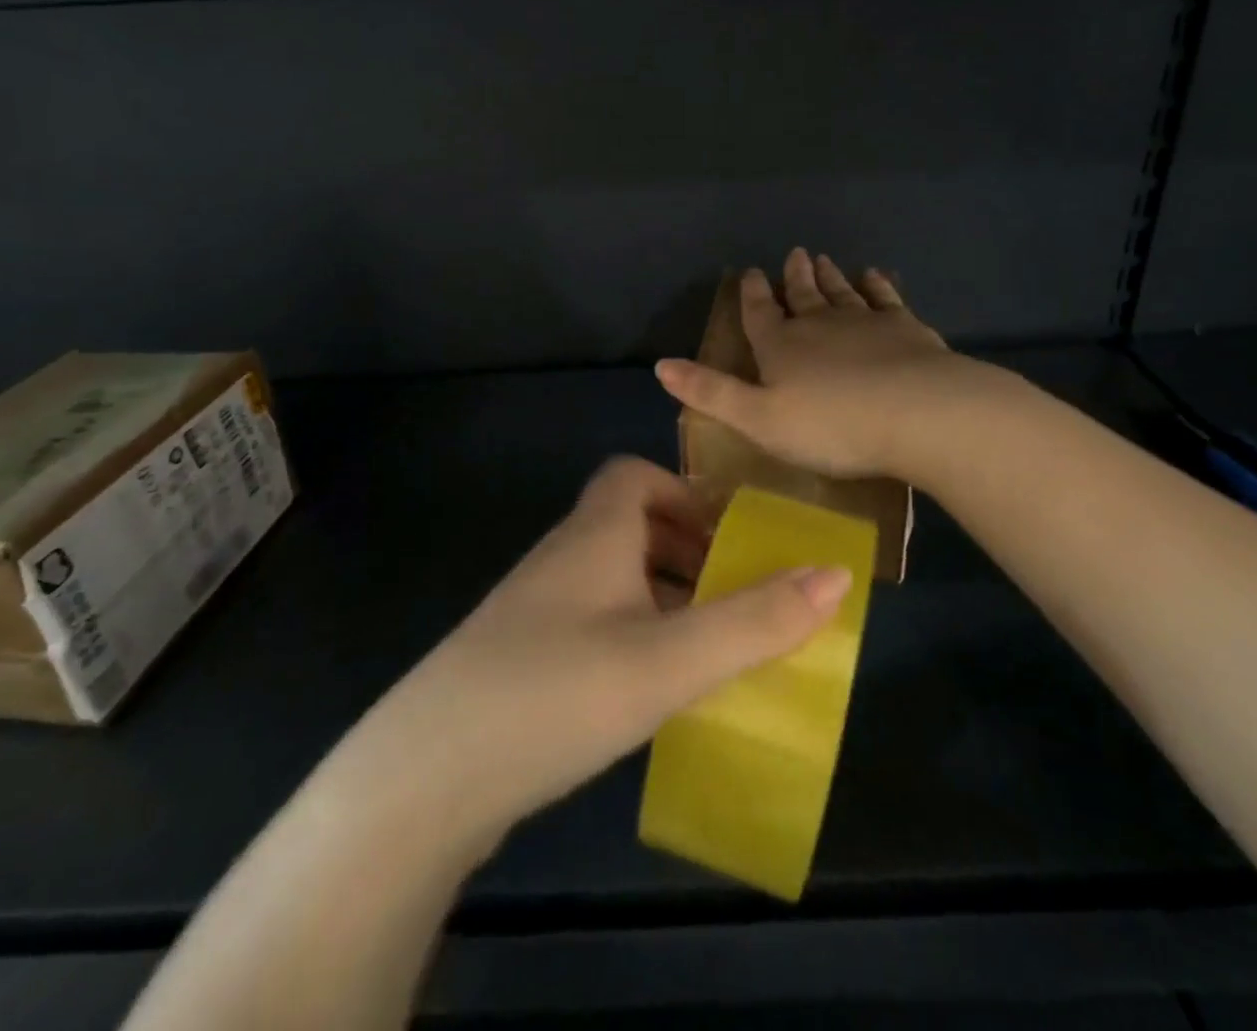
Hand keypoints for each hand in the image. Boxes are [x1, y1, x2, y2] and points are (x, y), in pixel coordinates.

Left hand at [363, 457, 852, 848]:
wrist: (422, 781)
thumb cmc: (555, 693)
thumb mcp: (668, 658)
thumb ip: (753, 619)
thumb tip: (834, 573)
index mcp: (593, 534)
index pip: (632, 474)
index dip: (682, 492)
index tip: (725, 537)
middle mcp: (560, 558)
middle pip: (627, 526)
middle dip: (684, 550)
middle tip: (729, 596)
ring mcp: (532, 611)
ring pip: (609, 578)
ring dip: (659, 597)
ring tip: (703, 646)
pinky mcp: (517, 660)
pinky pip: (588, 622)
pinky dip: (629, 635)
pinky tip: (645, 690)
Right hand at [654, 247, 958, 477]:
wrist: (914, 412)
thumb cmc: (830, 425)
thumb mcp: (758, 419)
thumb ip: (711, 393)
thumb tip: (661, 365)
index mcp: (781, 346)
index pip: (759, 313)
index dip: (753, 294)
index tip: (752, 272)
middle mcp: (819, 324)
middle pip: (803, 296)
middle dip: (795, 277)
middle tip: (795, 254)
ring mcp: (865, 321)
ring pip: (841, 292)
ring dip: (830, 276)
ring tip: (824, 258)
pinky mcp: (904, 327)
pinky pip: (885, 298)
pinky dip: (876, 285)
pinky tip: (874, 276)